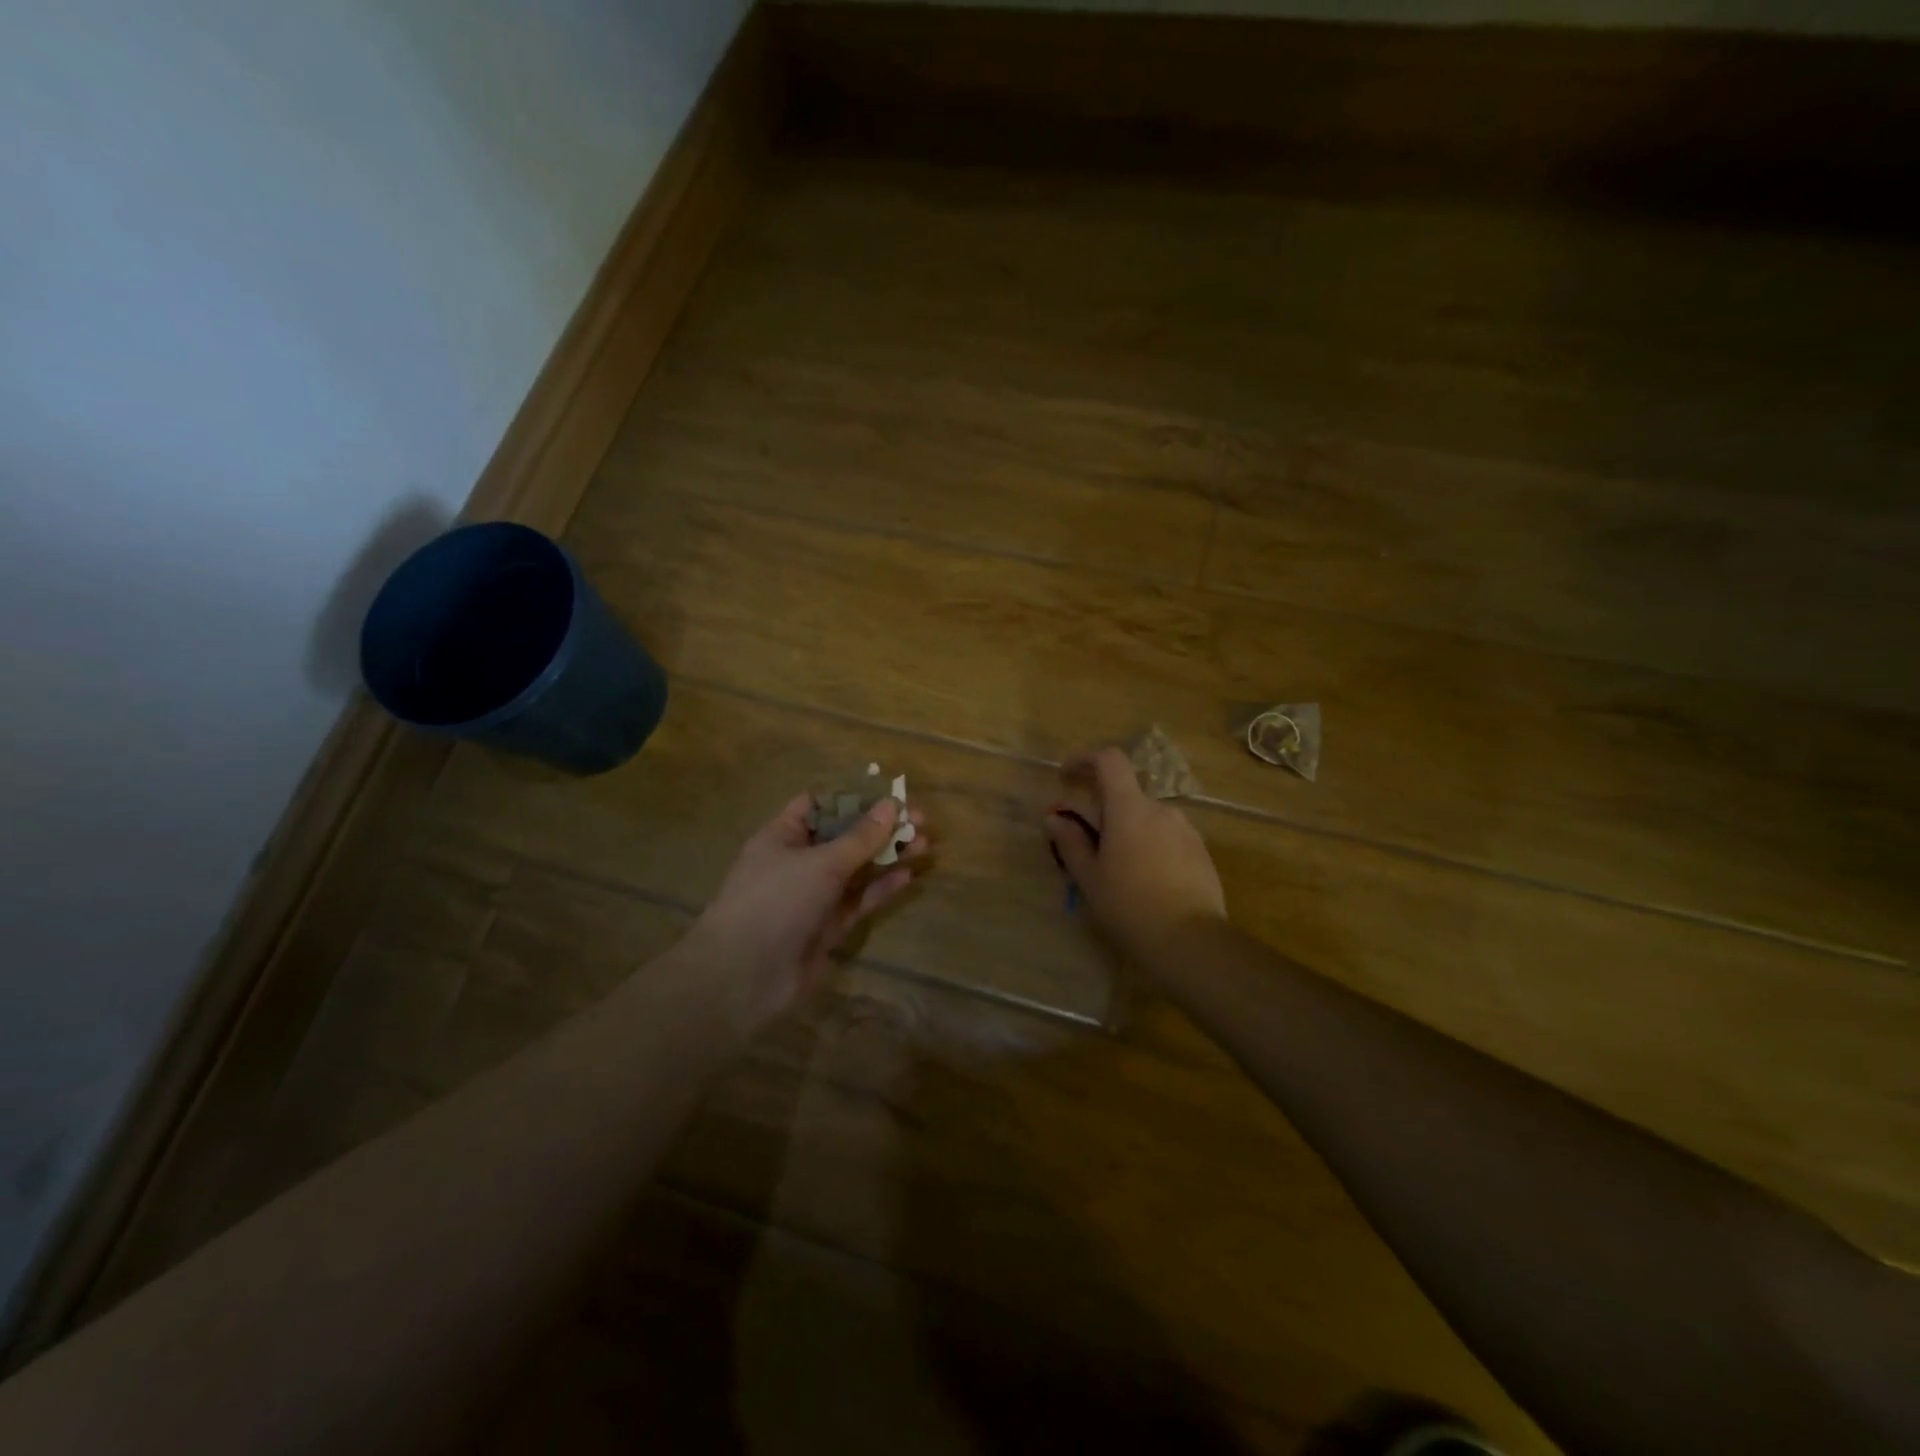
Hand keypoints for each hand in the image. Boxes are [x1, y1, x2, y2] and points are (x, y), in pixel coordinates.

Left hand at [688, 794, 928, 1029]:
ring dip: (887, 856)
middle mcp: (798, 861)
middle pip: (844, 836)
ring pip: (856, 869)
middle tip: (921, 820)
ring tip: (924, 844)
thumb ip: (860, 837)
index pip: (819, 805)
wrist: (744, 976)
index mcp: (783, 836)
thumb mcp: (821, 863)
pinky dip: (880, 888)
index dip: (853, 797)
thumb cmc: (776, 901)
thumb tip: (892, 805)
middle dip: (880, 828)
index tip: (889, 794)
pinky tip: (908, 876)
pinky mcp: (827, 926)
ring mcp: (813, 895)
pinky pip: (858, 900)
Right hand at [1043, 747, 1225, 964]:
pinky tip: (1144, 882)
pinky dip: (1148, 846)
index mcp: (1130, 809)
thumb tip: (1054, 819)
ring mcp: (1185, 830)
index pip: (1109, 760)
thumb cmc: (1130, 907)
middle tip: (1084, 845)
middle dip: (1101, 812)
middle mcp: (1161, 809)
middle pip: (1124, 795)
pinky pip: (1166, 837)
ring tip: (1115, 870)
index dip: (1084, 760)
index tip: (1065, 777)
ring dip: (1126, 831)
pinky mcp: (1200, 852)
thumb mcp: (1090, 878)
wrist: (1192, 943)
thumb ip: (1070, 842)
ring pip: (1145, 819)